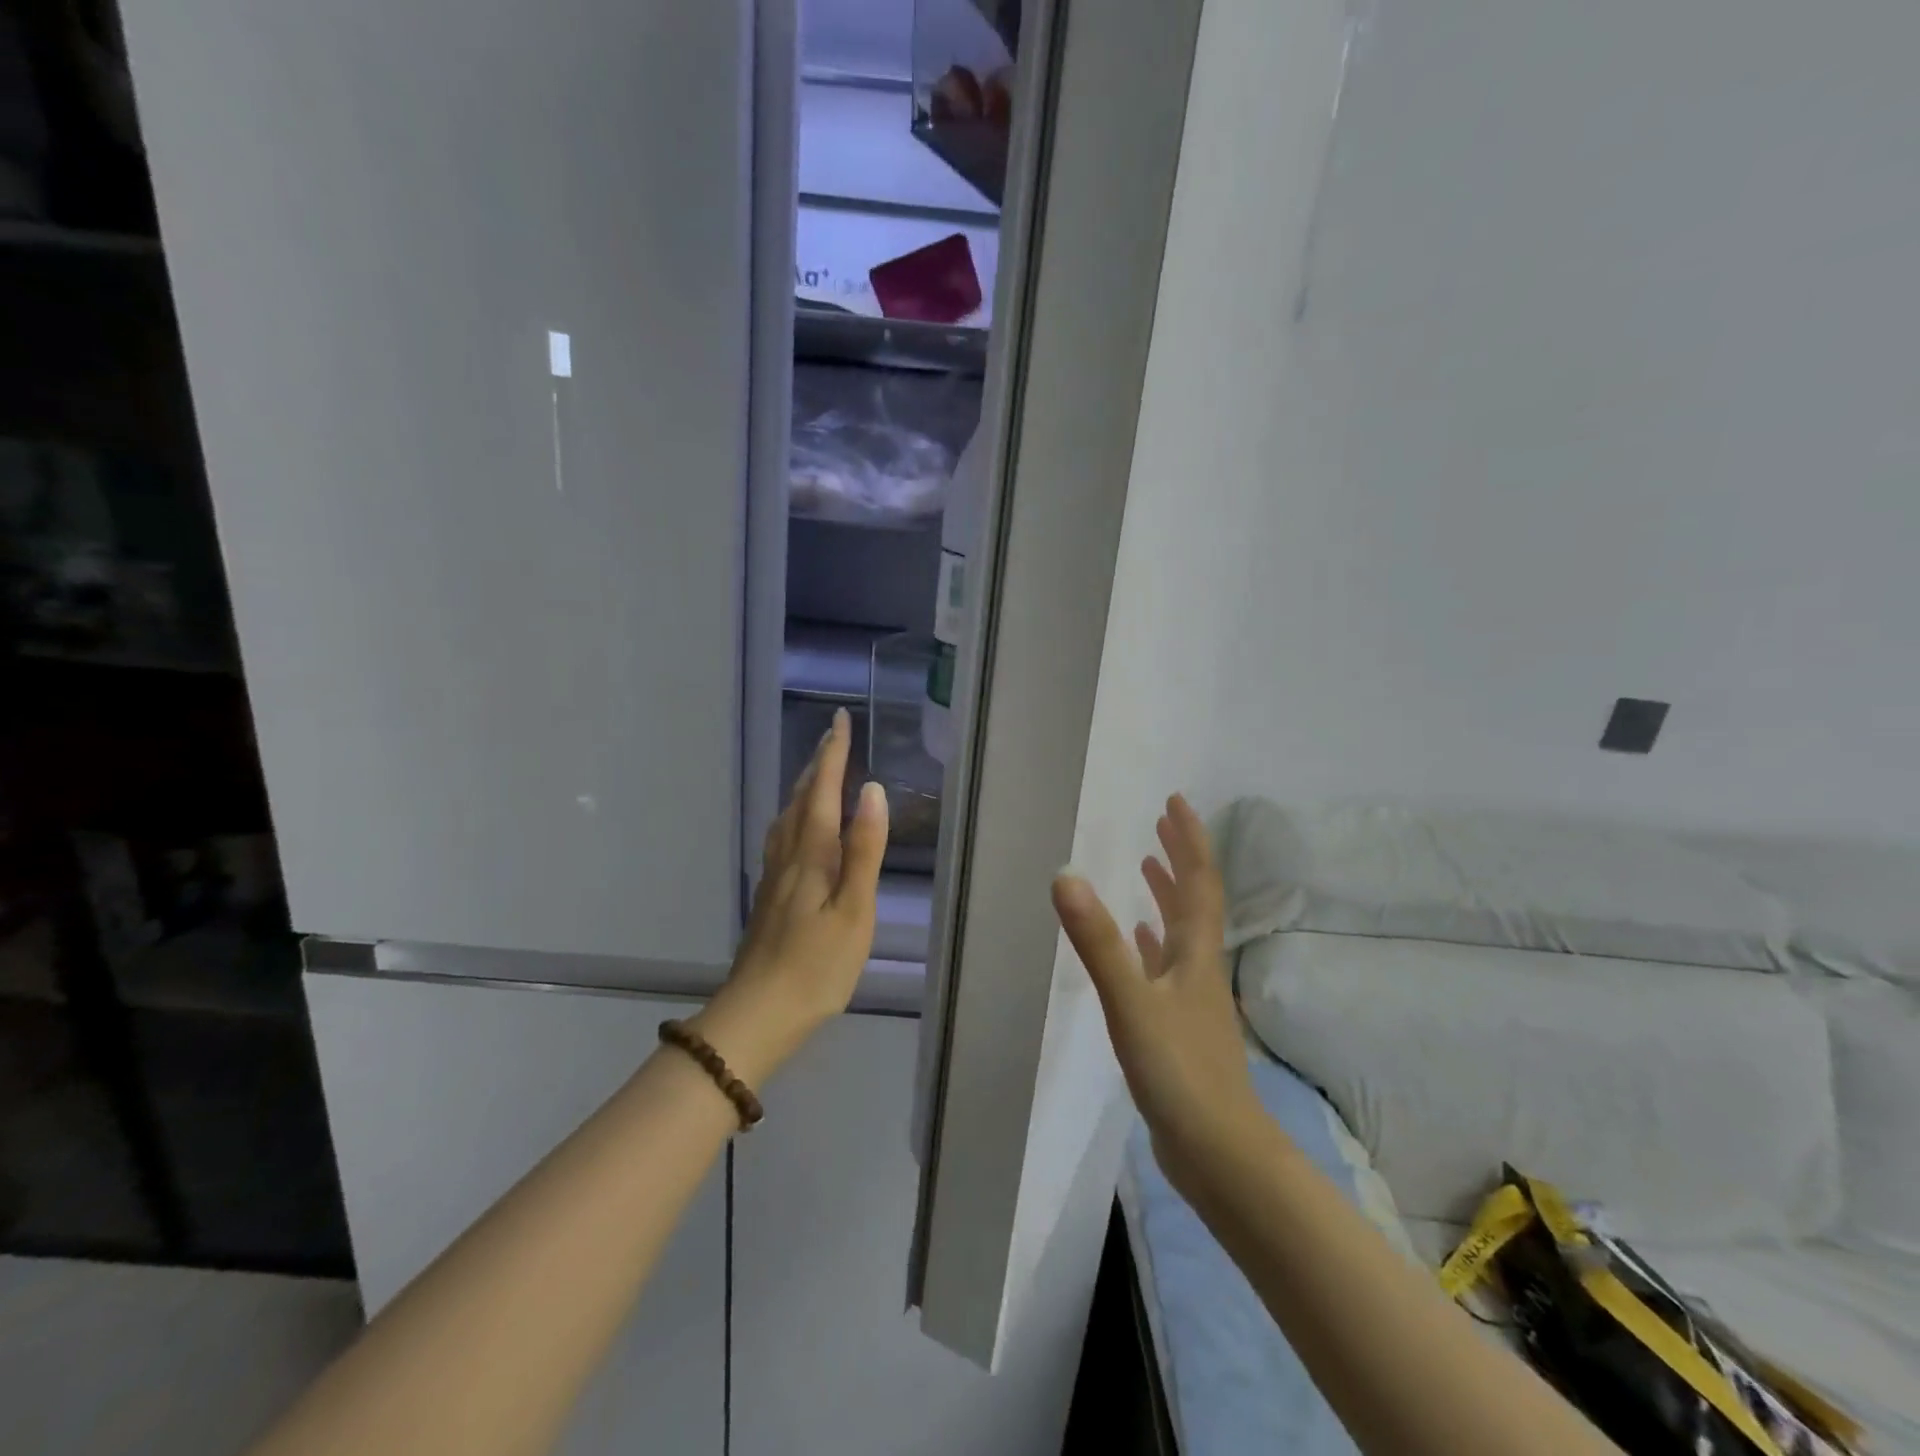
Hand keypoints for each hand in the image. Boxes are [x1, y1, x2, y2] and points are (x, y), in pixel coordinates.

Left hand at [693, 708, 888, 1083]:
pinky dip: (796, 813)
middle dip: (819, 763)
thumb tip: (873, 791)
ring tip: (818, 769)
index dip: (834, 754)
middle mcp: (789, 855)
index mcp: (812, 854)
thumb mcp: (854, 910)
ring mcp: (776, 875)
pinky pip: (784, 835)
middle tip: (833, 734)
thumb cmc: (817, 965)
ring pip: (789, 816)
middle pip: (803, 798)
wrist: (759, 1012)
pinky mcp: (772, 894)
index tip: (840, 720)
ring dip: (805, 786)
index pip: (824, 790)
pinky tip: (798, 826)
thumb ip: (864, 850)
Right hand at [1052, 795, 1263, 1191]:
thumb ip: (1099, 942)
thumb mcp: (1132, 1003)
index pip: (1199, 883)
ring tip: (1149, 866)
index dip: (1190, 840)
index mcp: (1195, 954)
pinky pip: (1166, 969)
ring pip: (1181, 934)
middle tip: (1162, 824)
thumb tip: (1065, 876)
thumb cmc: (1181, 1073)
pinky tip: (1142, 943)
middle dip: (1180, 859)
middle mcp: (1198, 968)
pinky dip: (1154, 945)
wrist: (1219, 1155)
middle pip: (1194, 902)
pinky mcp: (1180, 1029)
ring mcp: (1191, 1000)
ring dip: (1167, 896)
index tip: (1175, 802)